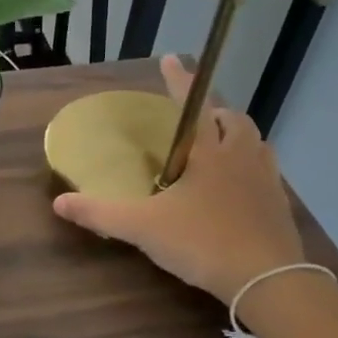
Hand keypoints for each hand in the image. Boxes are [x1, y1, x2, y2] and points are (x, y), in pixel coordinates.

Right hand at [52, 56, 303, 304]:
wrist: (267, 279)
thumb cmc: (202, 243)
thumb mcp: (142, 228)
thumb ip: (100, 213)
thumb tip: (59, 202)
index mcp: (209, 153)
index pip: (192, 106)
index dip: (179, 81)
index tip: (172, 58)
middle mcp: (241, 157)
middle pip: (233, 120)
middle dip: (214, 112)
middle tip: (194, 119)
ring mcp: (265, 180)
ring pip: (255, 143)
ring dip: (235, 137)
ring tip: (216, 148)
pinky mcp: (279, 205)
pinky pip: (265, 172)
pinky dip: (250, 168)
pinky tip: (235, 188)